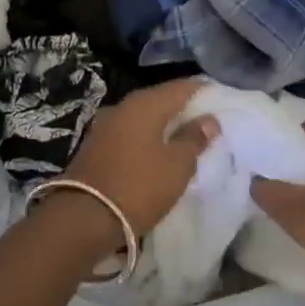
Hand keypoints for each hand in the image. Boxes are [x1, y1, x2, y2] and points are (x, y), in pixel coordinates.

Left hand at [63, 79, 219, 239]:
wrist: (83, 218)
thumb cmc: (139, 187)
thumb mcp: (177, 165)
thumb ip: (194, 139)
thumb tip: (208, 120)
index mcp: (145, 104)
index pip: (181, 87)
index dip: (203, 90)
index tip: (221, 98)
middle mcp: (123, 107)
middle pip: (160, 100)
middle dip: (183, 108)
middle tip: (206, 120)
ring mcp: (105, 127)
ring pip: (143, 118)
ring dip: (163, 125)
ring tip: (185, 137)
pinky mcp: (96, 147)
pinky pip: (130, 134)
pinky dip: (147, 138)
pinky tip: (158, 150)